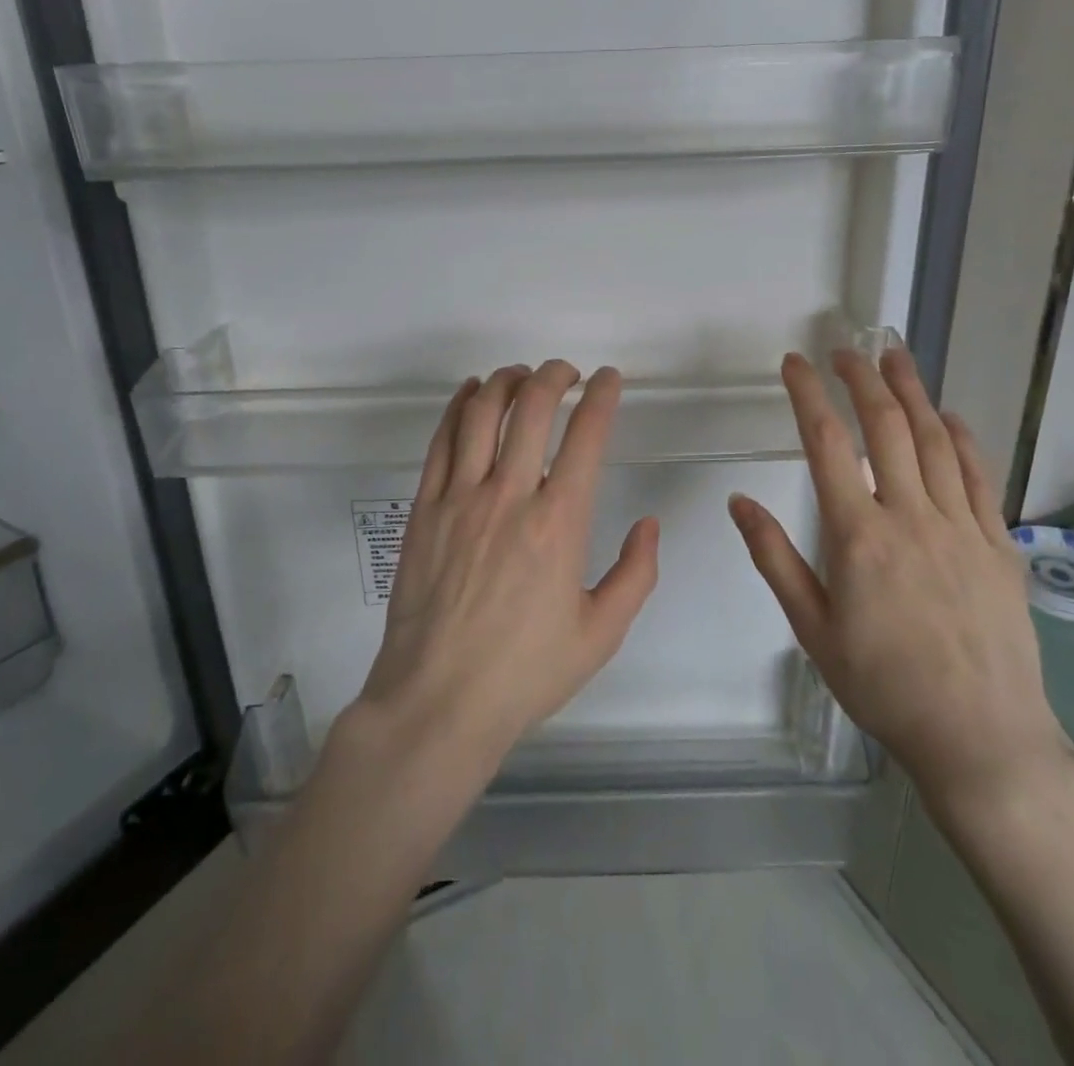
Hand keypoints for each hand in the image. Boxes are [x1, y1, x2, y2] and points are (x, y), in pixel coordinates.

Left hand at [355, 360, 659, 771]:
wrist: (438, 701)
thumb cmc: (524, 672)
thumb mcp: (601, 634)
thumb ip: (635, 574)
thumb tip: (648, 524)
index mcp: (559, 523)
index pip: (587, 436)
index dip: (602, 396)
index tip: (609, 378)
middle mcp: (510, 496)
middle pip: (532, 407)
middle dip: (555, 375)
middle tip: (568, 372)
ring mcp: (460, 498)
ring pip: (482, 413)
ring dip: (507, 380)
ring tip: (523, 374)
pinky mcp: (425, 508)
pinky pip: (441, 440)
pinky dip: (458, 406)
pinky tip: (471, 393)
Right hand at [727, 347, 1072, 815]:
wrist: (981, 737)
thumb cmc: (882, 685)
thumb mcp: (811, 628)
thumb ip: (774, 558)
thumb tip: (739, 501)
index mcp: (858, 536)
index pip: (827, 445)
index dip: (808, 396)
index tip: (795, 363)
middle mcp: (911, 517)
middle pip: (886, 427)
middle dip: (862, 379)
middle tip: (846, 348)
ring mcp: (961, 527)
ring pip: (935, 441)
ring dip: (912, 393)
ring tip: (896, 357)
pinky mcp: (998, 544)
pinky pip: (978, 476)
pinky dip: (961, 438)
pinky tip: (949, 417)